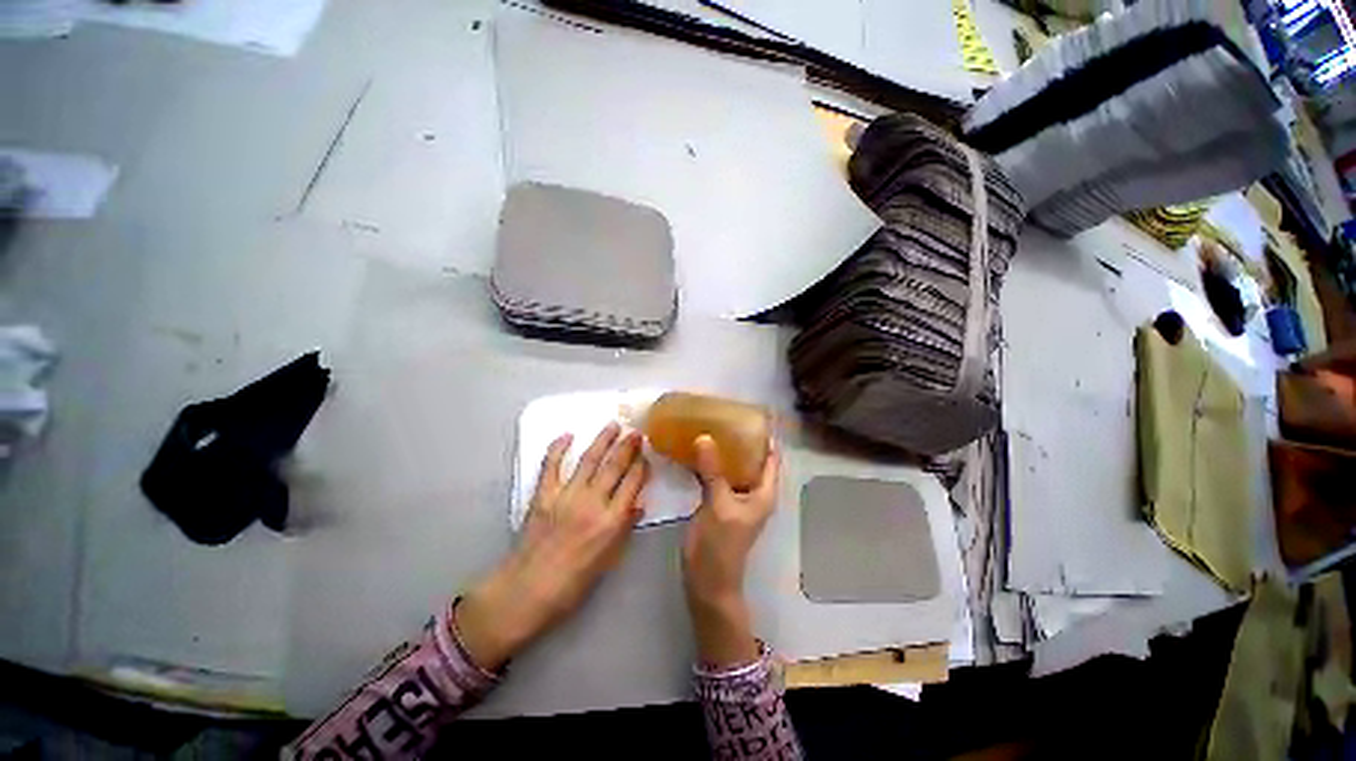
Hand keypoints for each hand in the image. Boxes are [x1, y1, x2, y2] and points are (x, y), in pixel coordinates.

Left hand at [457, 423, 648, 670]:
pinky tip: (568, 435)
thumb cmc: (572, 582)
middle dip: (628, 446)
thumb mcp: (608, 560)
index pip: (633, 484)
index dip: (641, 467)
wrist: (526, 591)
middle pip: (615, 467)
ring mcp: (566, 495)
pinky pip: (551, 466)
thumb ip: (624, 528)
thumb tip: (639, 505)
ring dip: (603, 440)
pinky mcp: (543, 495)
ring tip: (613, 425)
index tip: (646, 455)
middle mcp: (592, 503)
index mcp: (611, 521)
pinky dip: (558, 449)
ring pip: (589, 460)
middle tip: (636, 432)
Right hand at [682, 435, 780, 667]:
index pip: (771, 456)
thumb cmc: (721, 545)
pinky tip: (693, 449)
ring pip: (731, 465)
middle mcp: (752, 490)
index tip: (754, 413)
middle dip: (739, 437)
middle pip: (750, 457)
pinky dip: (707, 462)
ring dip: (722, 448)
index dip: (766, 435)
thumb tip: (704, 437)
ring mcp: (733, 495)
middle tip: (723, 414)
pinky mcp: (716, 500)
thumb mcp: (719, 505)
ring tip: (708, 424)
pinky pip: (714, 474)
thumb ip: (713, 471)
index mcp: (763, 491)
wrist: (707, 580)